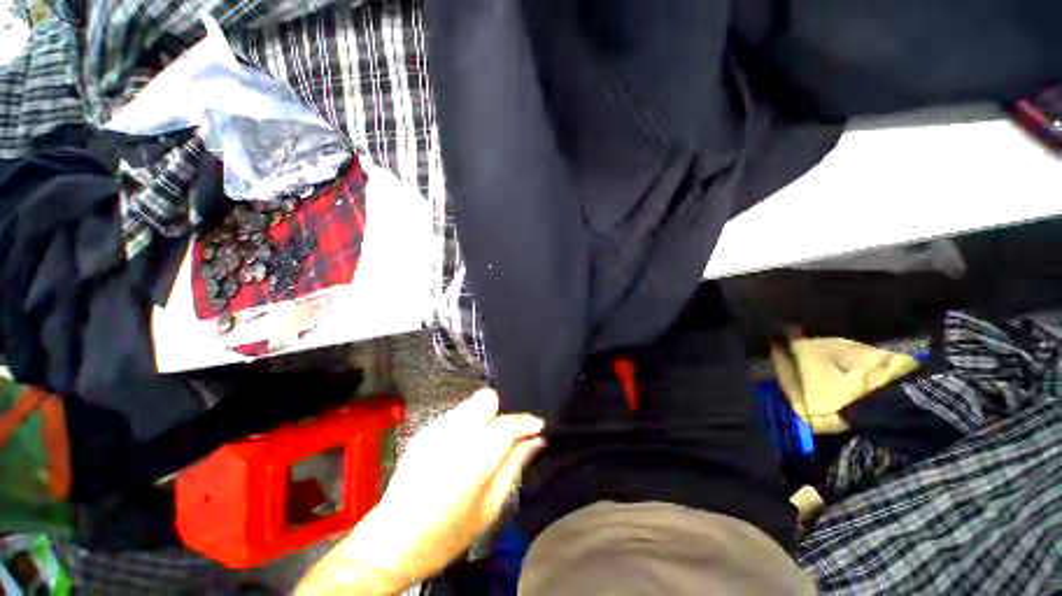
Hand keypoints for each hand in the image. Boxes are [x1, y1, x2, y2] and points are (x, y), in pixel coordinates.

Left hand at [297, 389, 545, 595]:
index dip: (526, 421)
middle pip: (487, 398)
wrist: (390, 541)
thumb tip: (537, 441)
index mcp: (473, 458)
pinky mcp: (424, 430)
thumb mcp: (489, 508)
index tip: (538, 427)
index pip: (508, 423)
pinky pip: (456, 414)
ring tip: (485, 443)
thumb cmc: (445, 535)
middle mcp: (454, 434)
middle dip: (501, 410)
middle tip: (506, 435)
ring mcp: (436, 428)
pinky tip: (463, 448)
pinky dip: (468, 423)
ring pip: (472, 404)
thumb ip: (514, 466)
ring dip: (485, 417)